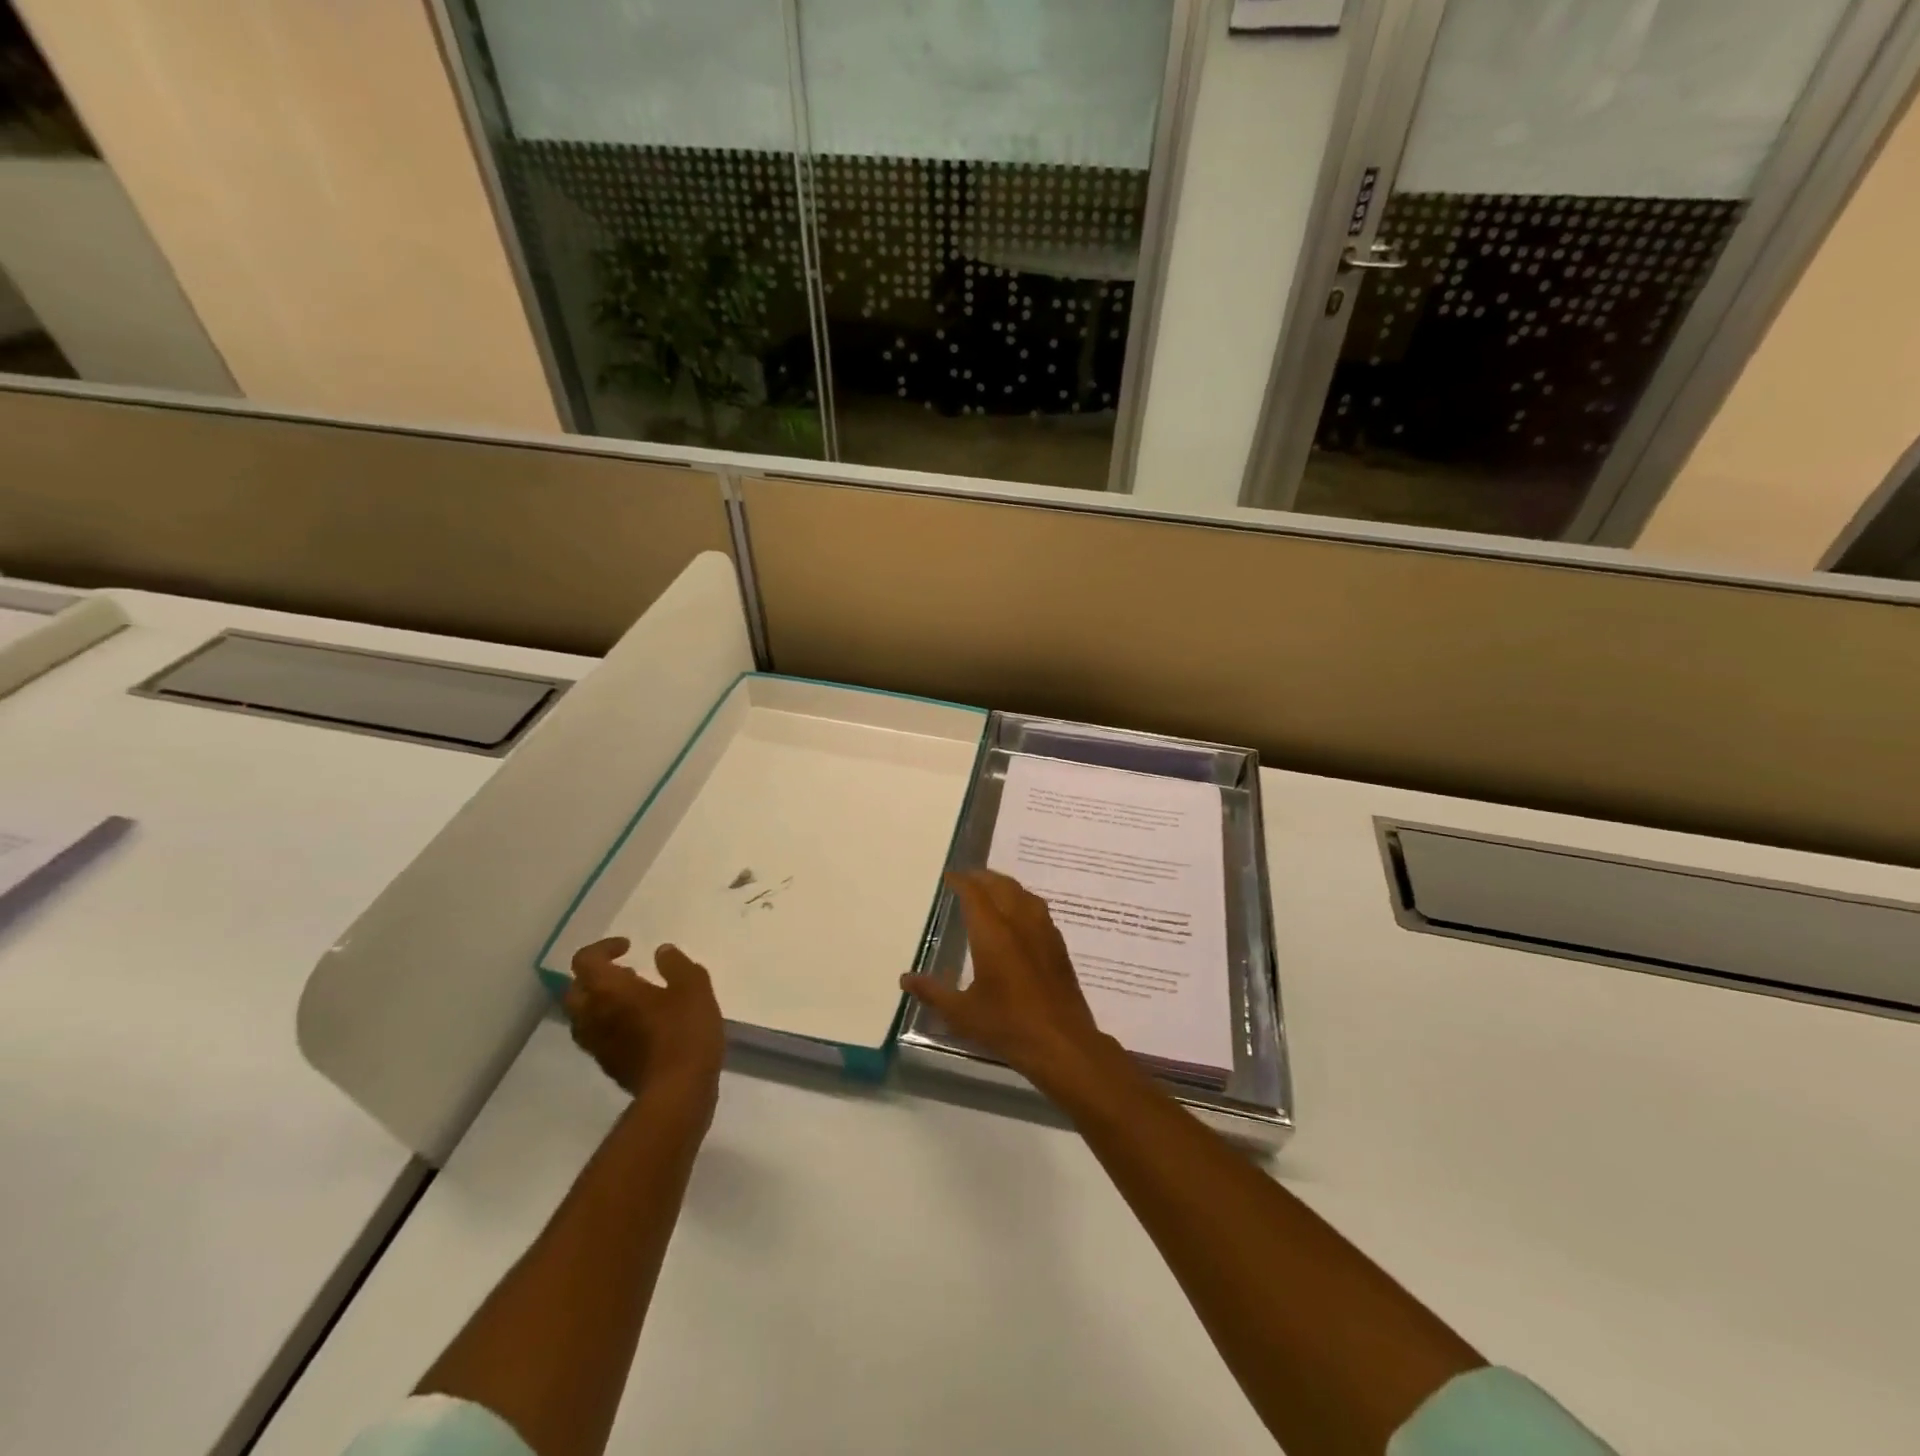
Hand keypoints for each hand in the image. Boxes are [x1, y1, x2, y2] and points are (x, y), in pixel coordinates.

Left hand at [565, 938, 725, 1110]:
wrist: (677, 1091)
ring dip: (601, 1002)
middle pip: (575, 990)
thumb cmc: (684, 1031)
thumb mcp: (693, 986)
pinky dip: (610, 1024)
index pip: (585, 961)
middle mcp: (593, 1016)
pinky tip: (642, 1025)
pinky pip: (598, 1037)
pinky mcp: (609, 1066)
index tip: (629, 947)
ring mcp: (598, 1045)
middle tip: (626, 972)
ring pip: (583, 1017)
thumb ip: (676, 964)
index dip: (603, 948)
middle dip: (596, 977)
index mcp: (608, 990)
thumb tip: (661, 952)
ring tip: (634, 998)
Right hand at [900, 870, 1119, 1096]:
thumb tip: (905, 978)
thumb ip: (933, 992)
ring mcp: (1043, 933)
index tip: (948, 877)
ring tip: (992, 891)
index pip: (974, 893)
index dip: (960, 881)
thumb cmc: (1007, 1025)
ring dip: (1005, 886)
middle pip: (1001, 886)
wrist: (1061, 1043)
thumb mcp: (961, 1013)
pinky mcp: (1058, 946)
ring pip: (1023, 894)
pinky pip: (1039, 910)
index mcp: (993, 933)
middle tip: (967, 879)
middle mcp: (1019, 923)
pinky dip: (1023, 902)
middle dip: (983, 878)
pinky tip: (1019, 918)